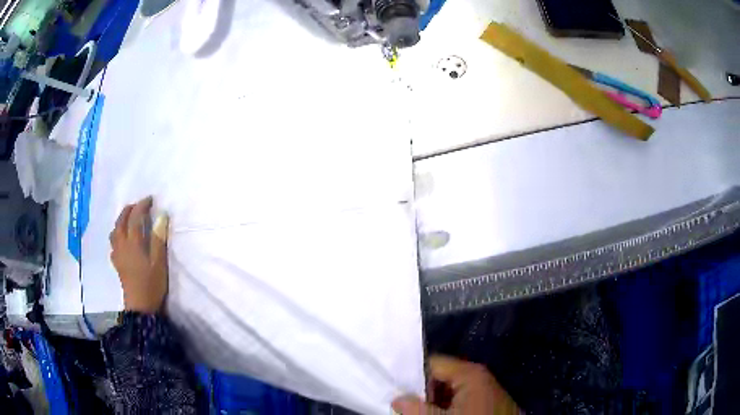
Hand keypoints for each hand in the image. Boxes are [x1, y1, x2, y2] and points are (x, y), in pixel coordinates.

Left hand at [109, 197, 168, 313]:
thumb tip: (161, 216)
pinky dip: (117, 235)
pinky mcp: (117, 264)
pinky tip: (121, 240)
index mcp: (133, 243)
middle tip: (138, 206)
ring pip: (114, 231)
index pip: (135, 218)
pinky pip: (113, 243)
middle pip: (121, 221)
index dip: (141, 206)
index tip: (150, 199)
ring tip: (128, 219)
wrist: (141, 308)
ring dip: (120, 221)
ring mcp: (117, 255)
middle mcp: (122, 245)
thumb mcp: (159, 262)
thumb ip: (158, 239)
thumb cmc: (152, 285)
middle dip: (128, 210)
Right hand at [392, 355, 519, 414]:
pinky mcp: (489, 401)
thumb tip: (397, 399)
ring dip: (437, 401)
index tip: (399, 389)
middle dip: (425, 392)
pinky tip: (443, 413)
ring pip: (451, 390)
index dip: (413, 376)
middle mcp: (479, 375)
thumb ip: (415, 408)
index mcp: (469, 372)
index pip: (432, 363)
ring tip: (425, 411)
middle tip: (411, 406)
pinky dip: (451, 405)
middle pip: (441, 377)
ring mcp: (486, 388)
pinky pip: (463, 398)